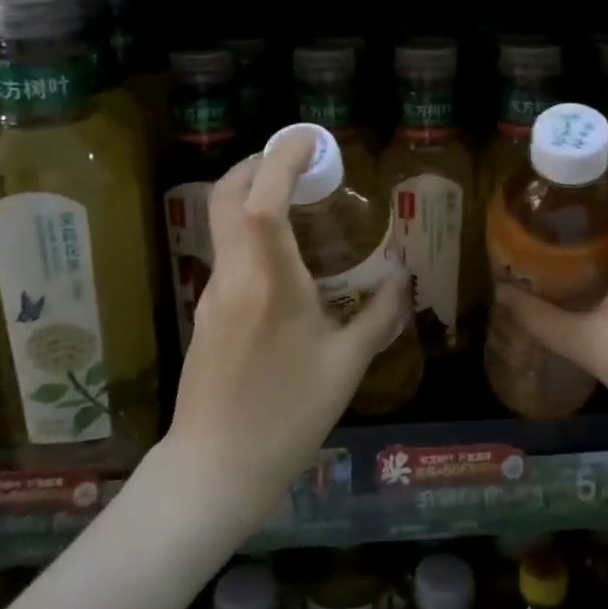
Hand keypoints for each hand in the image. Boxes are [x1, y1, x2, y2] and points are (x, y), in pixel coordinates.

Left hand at [164, 129, 406, 534]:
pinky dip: (250, 232)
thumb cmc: (288, 415)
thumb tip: (402, 278)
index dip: (281, 159)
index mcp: (269, 281)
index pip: (263, 199)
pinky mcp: (205, 312)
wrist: (216, 468)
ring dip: (251, 197)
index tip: (309, 140)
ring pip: (223, 223)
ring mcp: (212, 293)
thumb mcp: (346, 367)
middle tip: (296, 162)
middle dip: (257, 165)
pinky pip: (228, 253)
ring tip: (295, 203)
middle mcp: (233, 275)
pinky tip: (282, 260)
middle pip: (227, 197)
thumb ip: (379, 315)